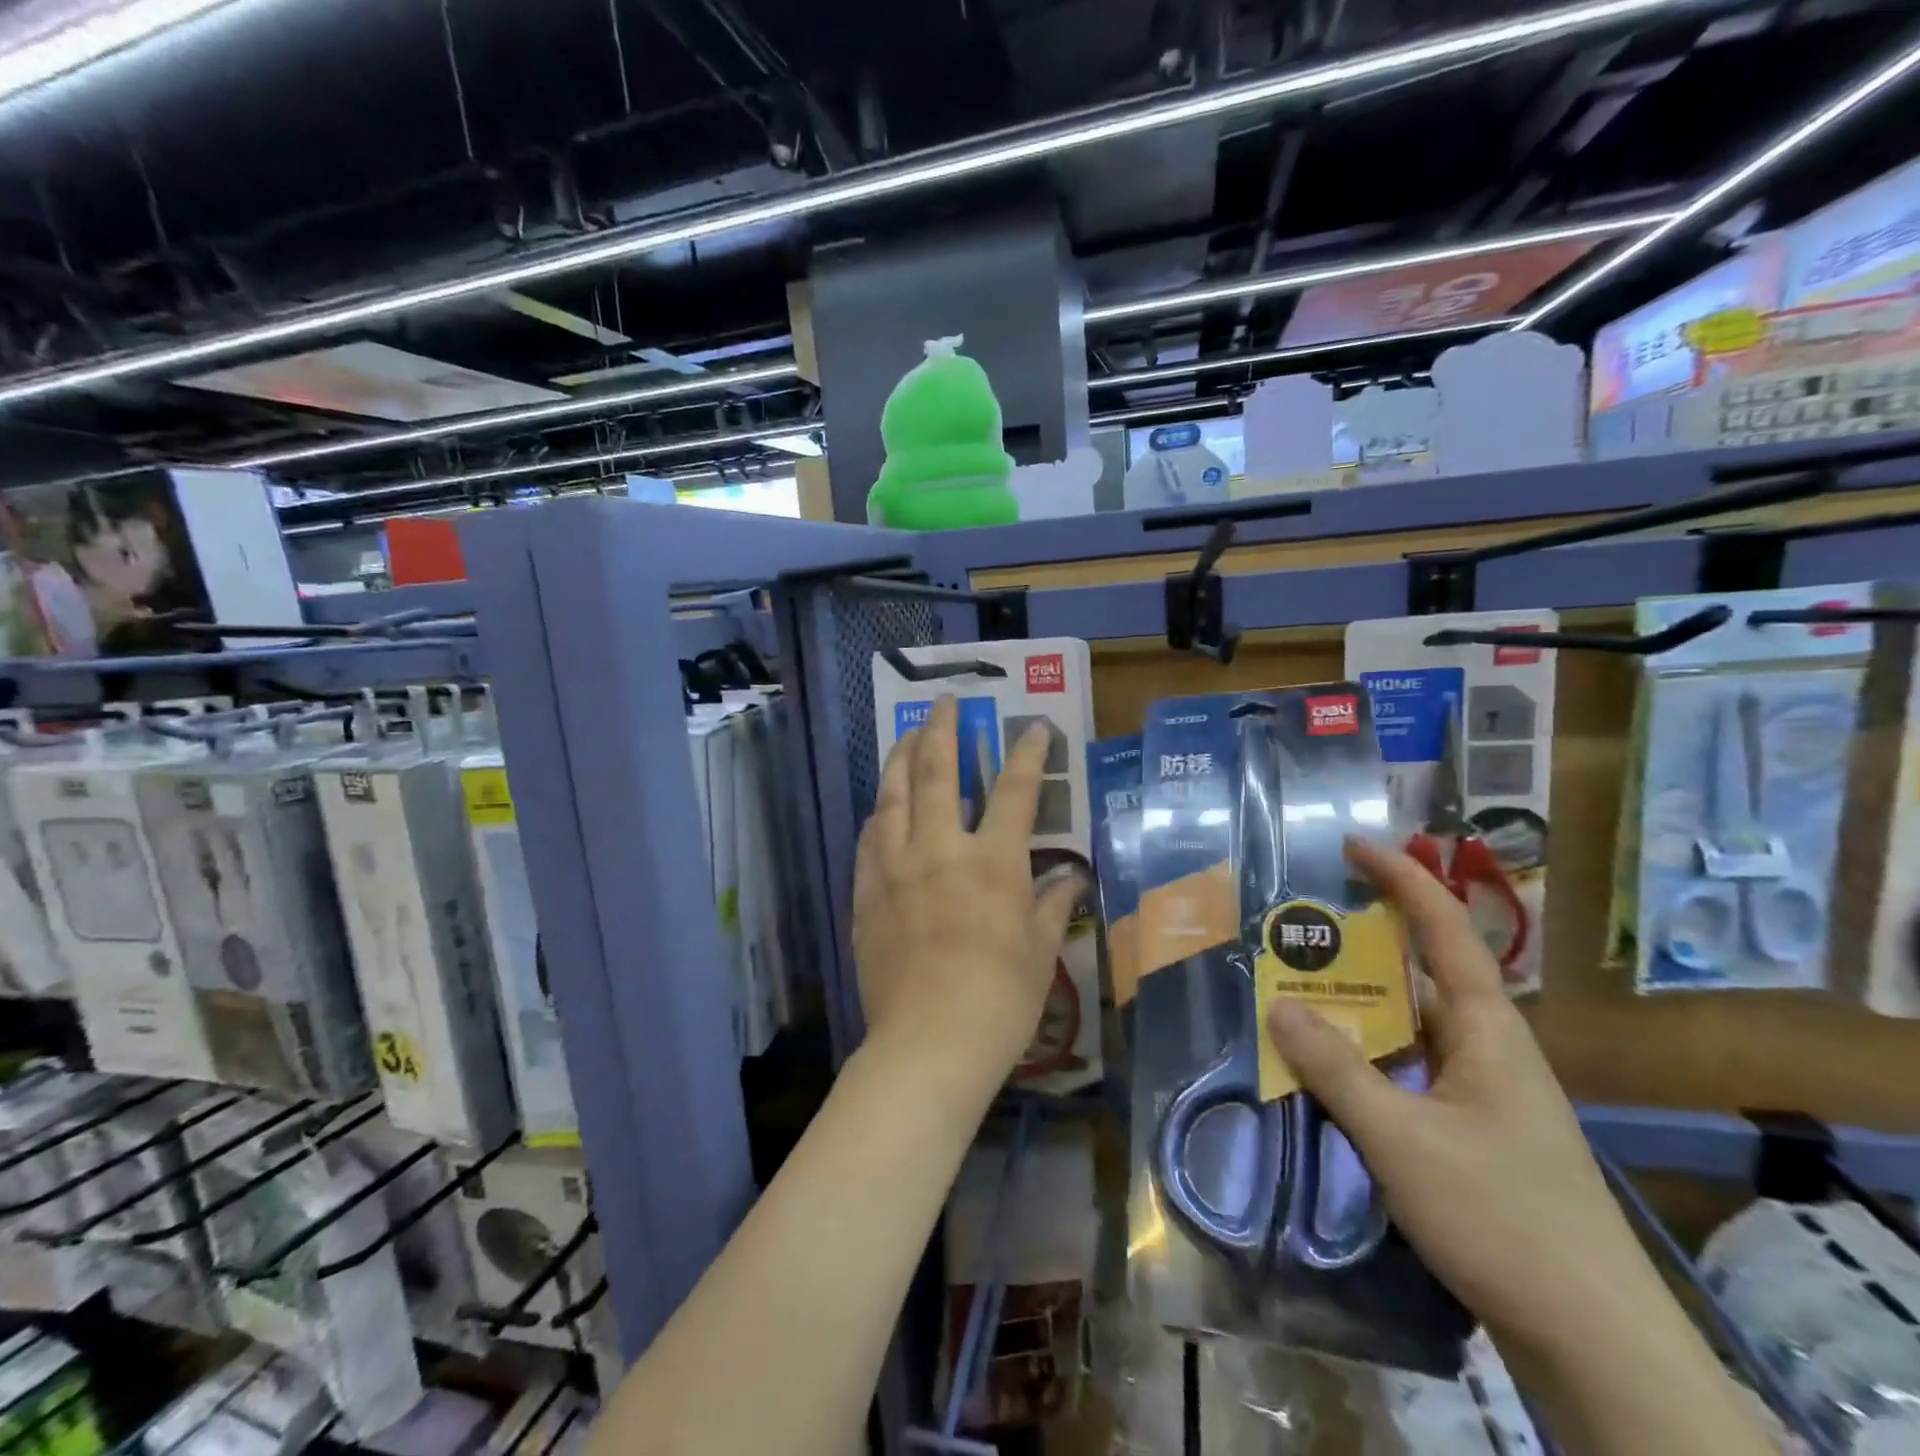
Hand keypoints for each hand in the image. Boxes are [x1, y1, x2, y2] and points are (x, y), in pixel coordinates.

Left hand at [852, 696, 1084, 1080]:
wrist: (929, 1043)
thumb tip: (1072, 879)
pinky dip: (877, 815)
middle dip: (941, 731)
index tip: (1033, 727)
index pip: (1016, 791)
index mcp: (992, 862)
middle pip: (936, 773)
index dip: (1028, 754)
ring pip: (891, 796)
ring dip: (898, 759)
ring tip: (904, 737)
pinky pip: (868, 840)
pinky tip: (879, 808)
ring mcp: (895, 868)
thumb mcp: (1039, 952)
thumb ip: (1051, 906)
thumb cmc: (999, 999)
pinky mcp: (865, 894)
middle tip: (943, 703)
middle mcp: (940, 850)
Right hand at [1264, 837, 1653, 1358]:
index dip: (1402, 879)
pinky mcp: (1470, 1134)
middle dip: (1360, 943)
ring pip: (1407, 1027)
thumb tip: (1277, 1004)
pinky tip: (1320, 1070)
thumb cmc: (1503, 1219)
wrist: (1593, 1343)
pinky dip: (1361, 1057)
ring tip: (1290, 989)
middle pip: (1418, 974)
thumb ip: (1336, 1069)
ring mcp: (1480, 1094)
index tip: (1353, 845)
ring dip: (1354, 1007)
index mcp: (1488, 1031)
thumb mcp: (1403, 1139)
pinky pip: (1405, 1071)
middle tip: (1294, 926)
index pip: (1445, 931)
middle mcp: (1487, 1049)